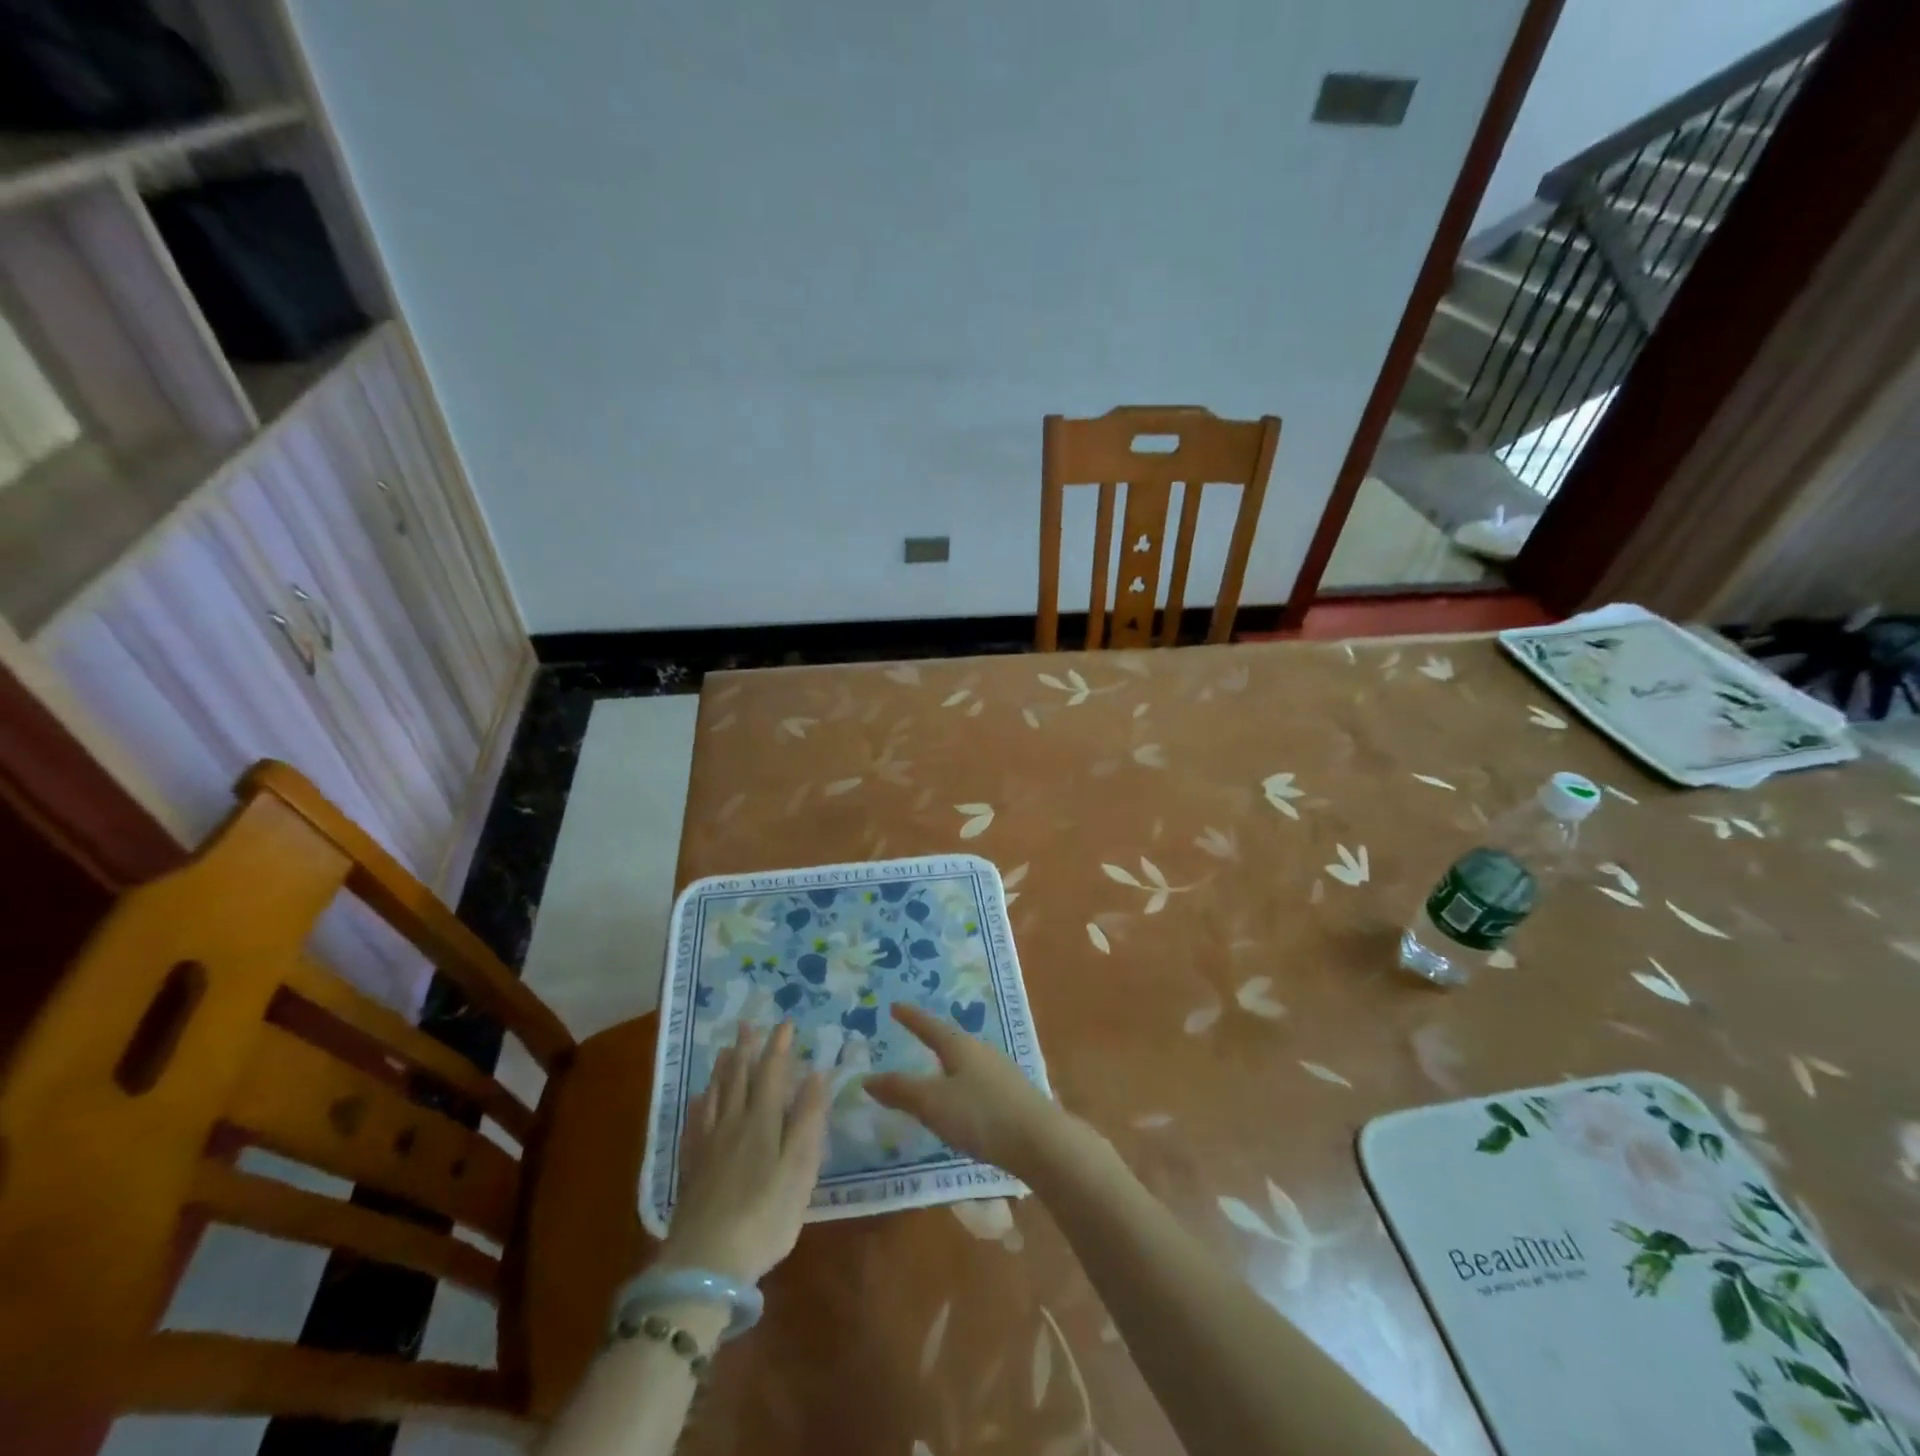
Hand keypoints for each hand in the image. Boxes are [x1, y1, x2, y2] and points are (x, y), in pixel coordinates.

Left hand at [656, 1022, 828, 1285]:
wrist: (704, 1265)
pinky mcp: (690, 1170)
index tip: (785, 1023)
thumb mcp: (799, 1170)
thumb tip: (817, 1073)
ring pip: (715, 1097)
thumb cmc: (764, 1217)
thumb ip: (808, 1120)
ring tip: (726, 1051)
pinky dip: (700, 1105)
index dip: (778, 1047)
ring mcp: (707, 1146)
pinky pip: (694, 1124)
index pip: (771, 1074)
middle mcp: (733, 1124)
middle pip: (739, 1079)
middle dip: (746, 1050)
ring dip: (723, 1070)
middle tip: (747, 1024)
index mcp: (762, 1122)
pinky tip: (699, 1100)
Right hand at [864, 1003, 1063, 1178]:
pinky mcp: (1012, 1095)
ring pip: (967, 1061)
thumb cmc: (981, 1115)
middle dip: (931, 1038)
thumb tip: (867, 1078)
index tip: (895, 1006)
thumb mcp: (933, 1104)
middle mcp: (982, 1051)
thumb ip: (901, 1091)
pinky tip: (962, 1100)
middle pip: (951, 1040)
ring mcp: (1001, 1071)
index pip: (929, 1026)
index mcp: (960, 1046)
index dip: (911, 1018)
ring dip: (948, 1063)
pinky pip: (978, 1080)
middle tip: (913, 1035)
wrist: (1040, 1141)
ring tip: (934, 1069)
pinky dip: (962, 1083)